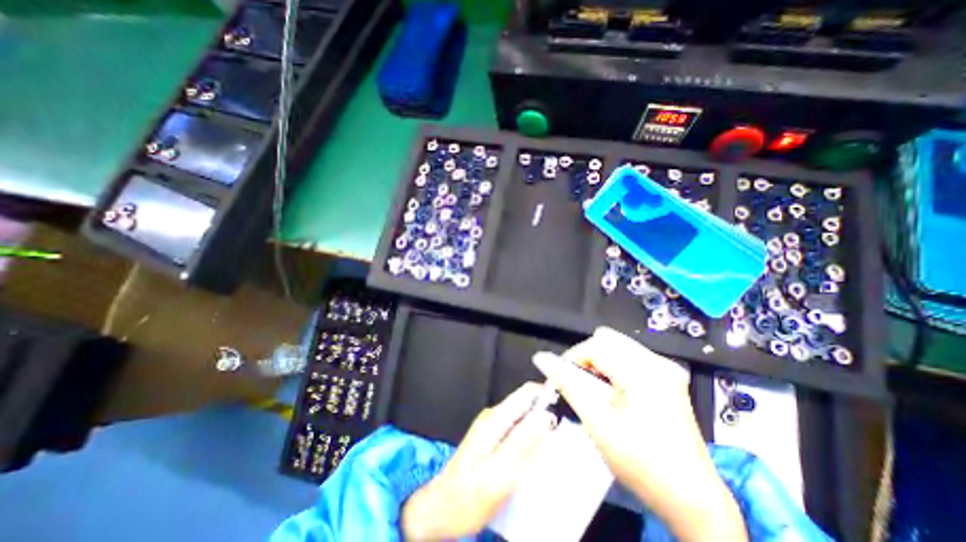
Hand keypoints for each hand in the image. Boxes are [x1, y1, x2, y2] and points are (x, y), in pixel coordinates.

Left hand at [402, 384, 557, 539]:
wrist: (440, 511)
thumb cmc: (467, 498)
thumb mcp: (498, 474)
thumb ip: (522, 443)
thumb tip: (545, 417)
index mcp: (495, 420)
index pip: (525, 393)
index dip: (547, 394)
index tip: (568, 407)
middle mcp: (493, 417)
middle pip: (526, 403)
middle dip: (548, 412)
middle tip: (567, 433)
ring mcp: (492, 427)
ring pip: (524, 416)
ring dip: (541, 426)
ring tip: (558, 445)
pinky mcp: (492, 438)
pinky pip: (518, 429)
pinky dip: (532, 436)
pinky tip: (539, 454)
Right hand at [528, 328, 745, 540]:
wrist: (692, 500)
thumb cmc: (642, 464)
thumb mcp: (598, 422)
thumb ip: (568, 384)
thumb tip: (542, 358)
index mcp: (644, 372)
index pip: (594, 345)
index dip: (572, 358)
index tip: (561, 378)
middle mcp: (658, 362)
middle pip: (606, 340)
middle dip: (586, 359)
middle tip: (579, 384)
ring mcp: (666, 369)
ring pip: (617, 346)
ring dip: (599, 363)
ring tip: (595, 390)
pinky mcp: (669, 377)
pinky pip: (630, 357)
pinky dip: (613, 368)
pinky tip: (613, 392)